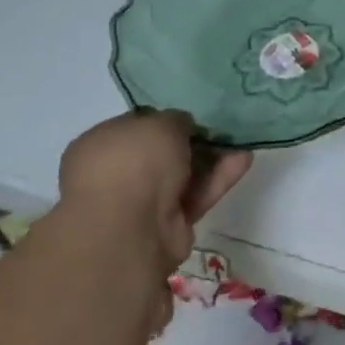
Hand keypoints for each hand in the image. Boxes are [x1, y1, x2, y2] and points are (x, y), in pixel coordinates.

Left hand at [58, 110, 250, 276]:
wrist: (130, 228)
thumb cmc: (133, 162)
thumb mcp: (160, 123)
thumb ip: (176, 120)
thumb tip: (183, 128)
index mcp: (100, 146)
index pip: (135, 127)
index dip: (164, 120)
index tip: (192, 116)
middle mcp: (117, 174)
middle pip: (161, 154)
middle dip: (192, 141)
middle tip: (221, 128)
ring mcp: (142, 202)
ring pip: (183, 175)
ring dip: (212, 159)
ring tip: (242, 141)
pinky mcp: (169, 224)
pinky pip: (196, 195)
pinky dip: (218, 179)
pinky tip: (244, 159)